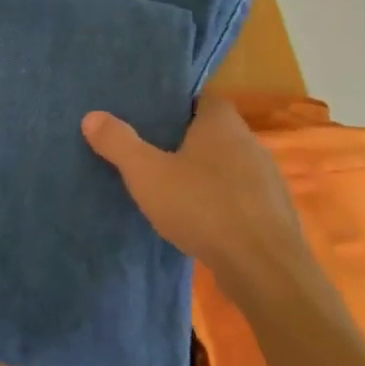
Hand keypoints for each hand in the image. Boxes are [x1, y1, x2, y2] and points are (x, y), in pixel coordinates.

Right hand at [82, 98, 335, 313]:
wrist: (263, 267)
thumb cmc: (203, 207)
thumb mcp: (148, 174)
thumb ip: (119, 143)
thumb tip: (91, 115)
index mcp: (222, 123)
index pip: (202, 98)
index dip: (177, 105)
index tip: (152, 118)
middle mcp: (250, 142)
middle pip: (215, 131)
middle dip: (187, 140)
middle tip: (154, 152)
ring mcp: (267, 178)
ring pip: (229, 165)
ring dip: (206, 174)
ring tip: (174, 187)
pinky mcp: (273, 212)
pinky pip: (241, 196)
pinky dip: (222, 201)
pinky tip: (202, 219)